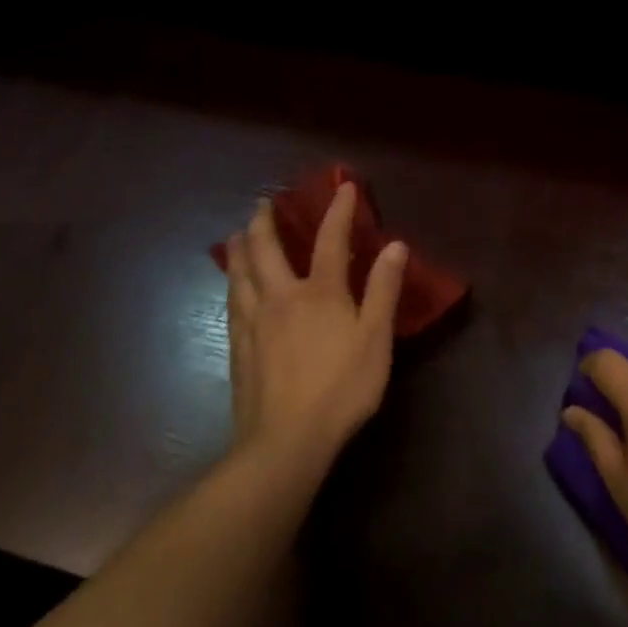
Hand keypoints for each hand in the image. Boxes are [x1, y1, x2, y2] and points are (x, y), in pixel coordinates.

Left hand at [224, 184, 407, 466]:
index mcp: (319, 291)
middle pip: (266, 250)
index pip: (330, 239)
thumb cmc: (341, 388)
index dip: (338, 210)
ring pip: (240, 274)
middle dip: (265, 222)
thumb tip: (395, 244)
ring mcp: (255, 322)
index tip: (342, 185)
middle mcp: (281, 297)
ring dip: (240, 249)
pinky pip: (232, 303)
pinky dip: (232, 284)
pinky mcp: (238, 348)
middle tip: (262, 203)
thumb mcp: (375, 338)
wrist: (285, 441)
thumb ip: (383, 290)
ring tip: (237, 235)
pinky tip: (232, 288)